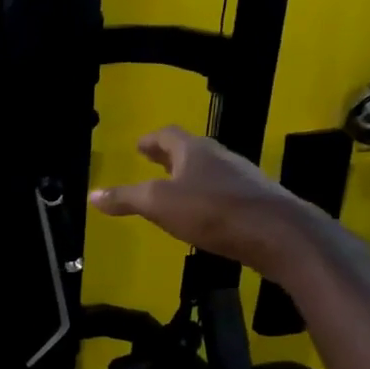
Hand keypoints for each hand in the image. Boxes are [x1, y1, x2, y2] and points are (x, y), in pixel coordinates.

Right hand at [89, 126, 308, 272]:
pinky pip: (224, 193)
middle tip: (152, 162)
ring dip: (190, 177)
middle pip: (191, 151)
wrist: (277, 234)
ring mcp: (242, 179)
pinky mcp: (256, 202)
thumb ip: (126, 199)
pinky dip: (207, 197)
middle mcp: (220, 157)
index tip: (139, 145)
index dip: (151, 140)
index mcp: (194, 151)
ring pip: (209, 171)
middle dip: (169, 157)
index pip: (168, 135)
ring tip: (175, 190)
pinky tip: (203, 215)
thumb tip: (92, 195)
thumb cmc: (212, 211)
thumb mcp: (159, 205)